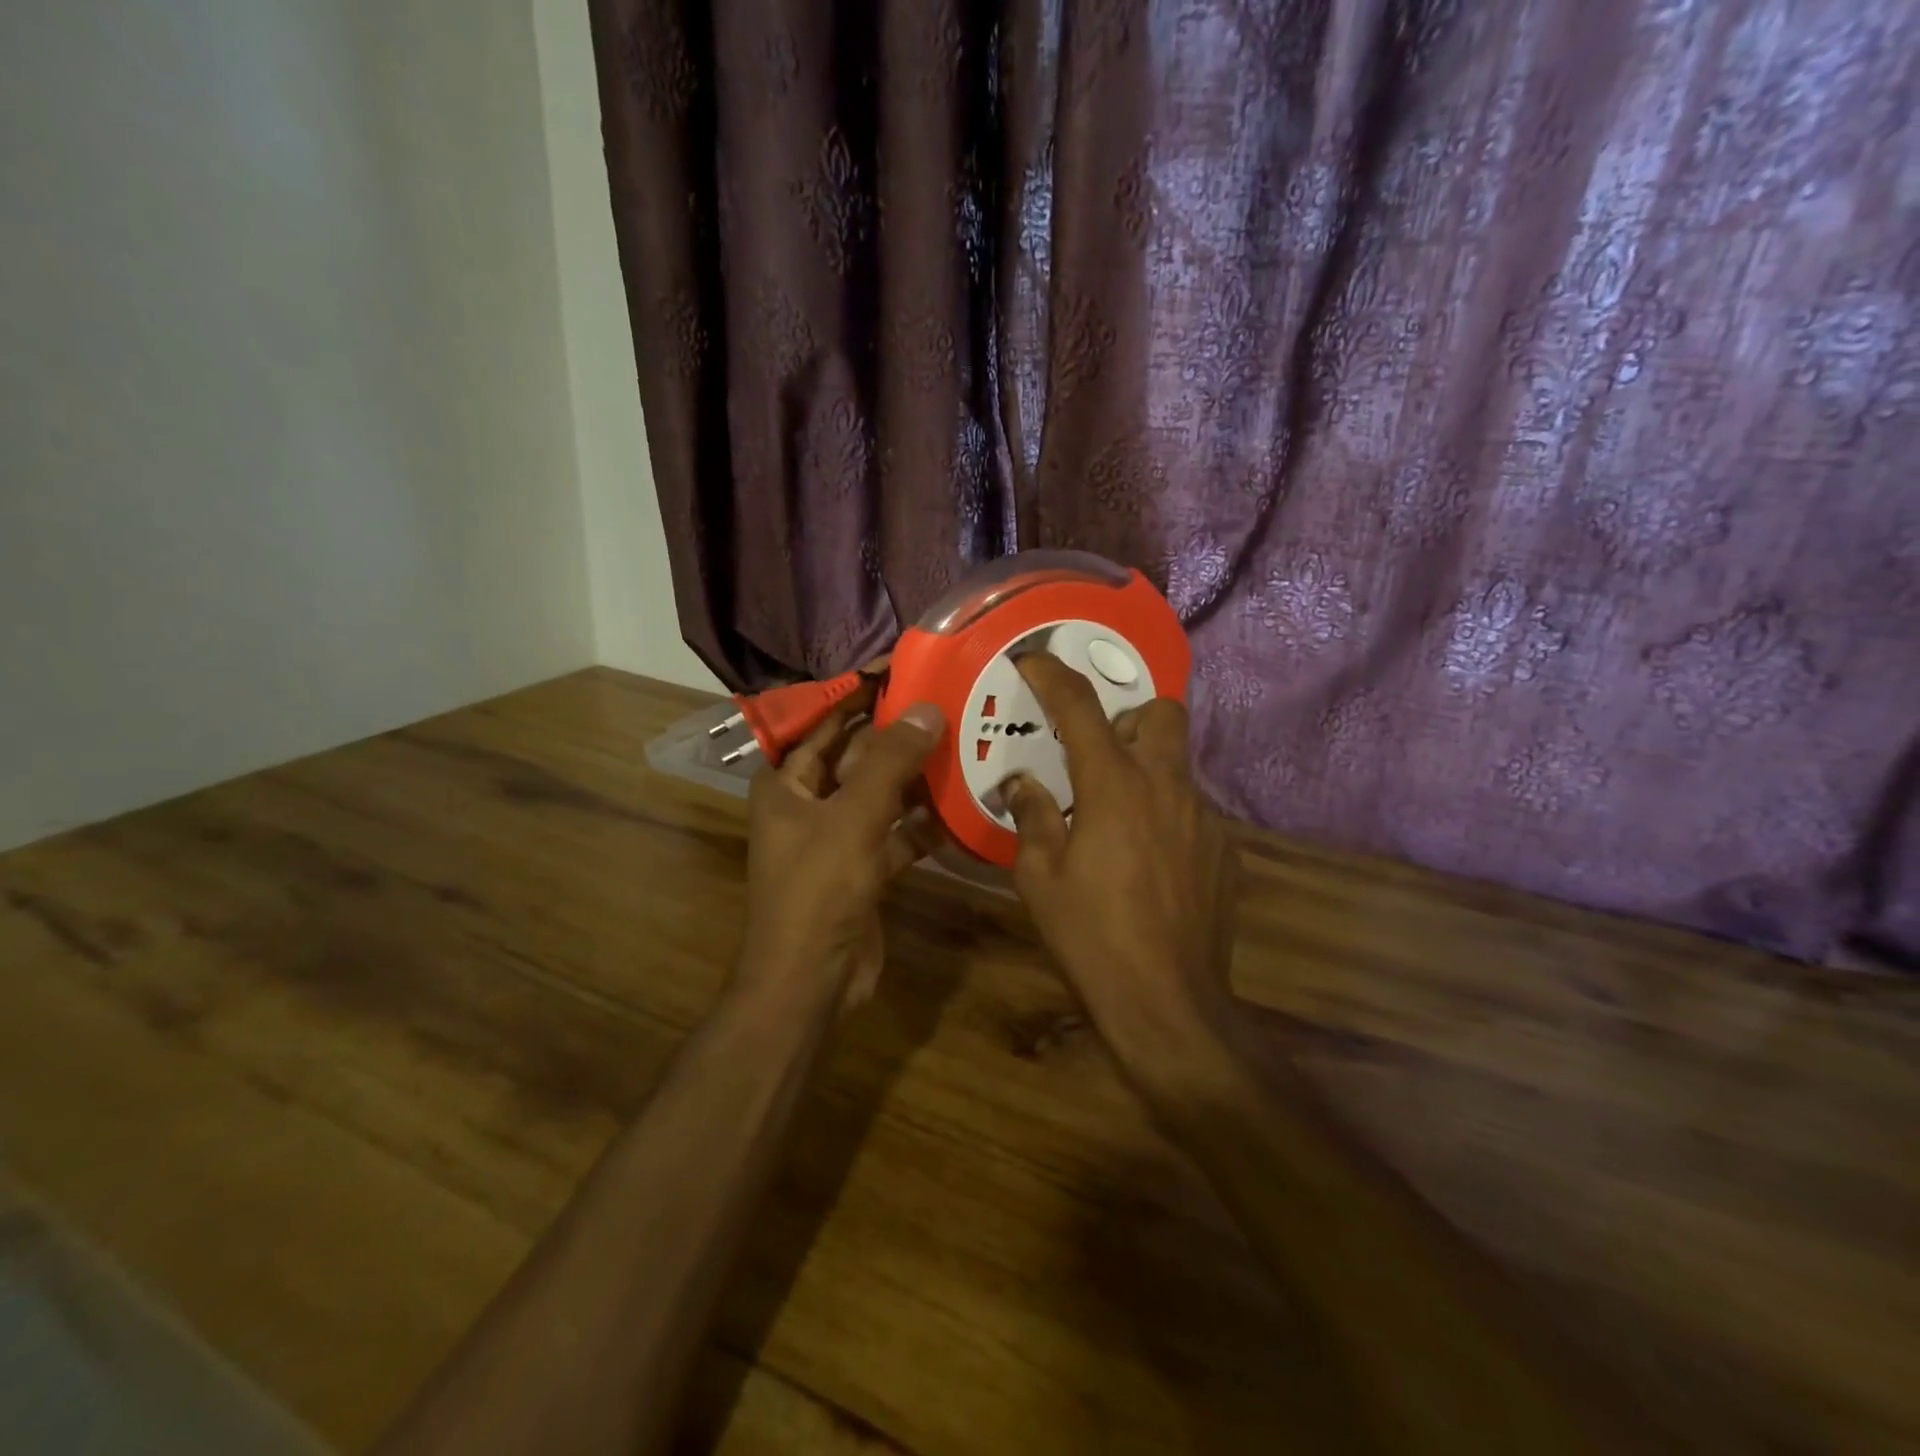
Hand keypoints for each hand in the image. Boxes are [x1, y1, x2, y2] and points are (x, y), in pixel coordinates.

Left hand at [739, 678, 944, 1008]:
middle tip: (949, 702)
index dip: (859, 691)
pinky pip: (897, 832)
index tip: (903, 666)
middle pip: (858, 754)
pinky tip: (962, 806)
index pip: (823, 720)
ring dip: (916, 777)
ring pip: (882, 793)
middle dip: (898, 733)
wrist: (812, 981)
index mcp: (787, 782)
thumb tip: (927, 708)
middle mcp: (809, 802)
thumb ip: (890, 762)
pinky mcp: (865, 867)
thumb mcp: (853, 817)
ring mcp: (838, 836)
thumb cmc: (818, 890)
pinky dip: (923, 823)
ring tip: (965, 744)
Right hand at [1000, 654, 1240, 1067]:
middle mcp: (1167, 788)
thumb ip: (1032, 817)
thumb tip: (1022, 785)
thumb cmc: (1091, 937)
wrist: (1168, 1004)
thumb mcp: (1039, 878)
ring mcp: (1204, 819)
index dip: (1052, 675)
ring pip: (1178, 765)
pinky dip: (1165, 815)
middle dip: (1128, 715)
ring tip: (1116, 815)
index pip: (1080, 708)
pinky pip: (1191, 811)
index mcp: (1115, 787)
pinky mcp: (1224, 851)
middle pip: (1162, 713)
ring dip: (1145, 770)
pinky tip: (1147, 861)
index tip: (1033, 660)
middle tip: (1097, 750)